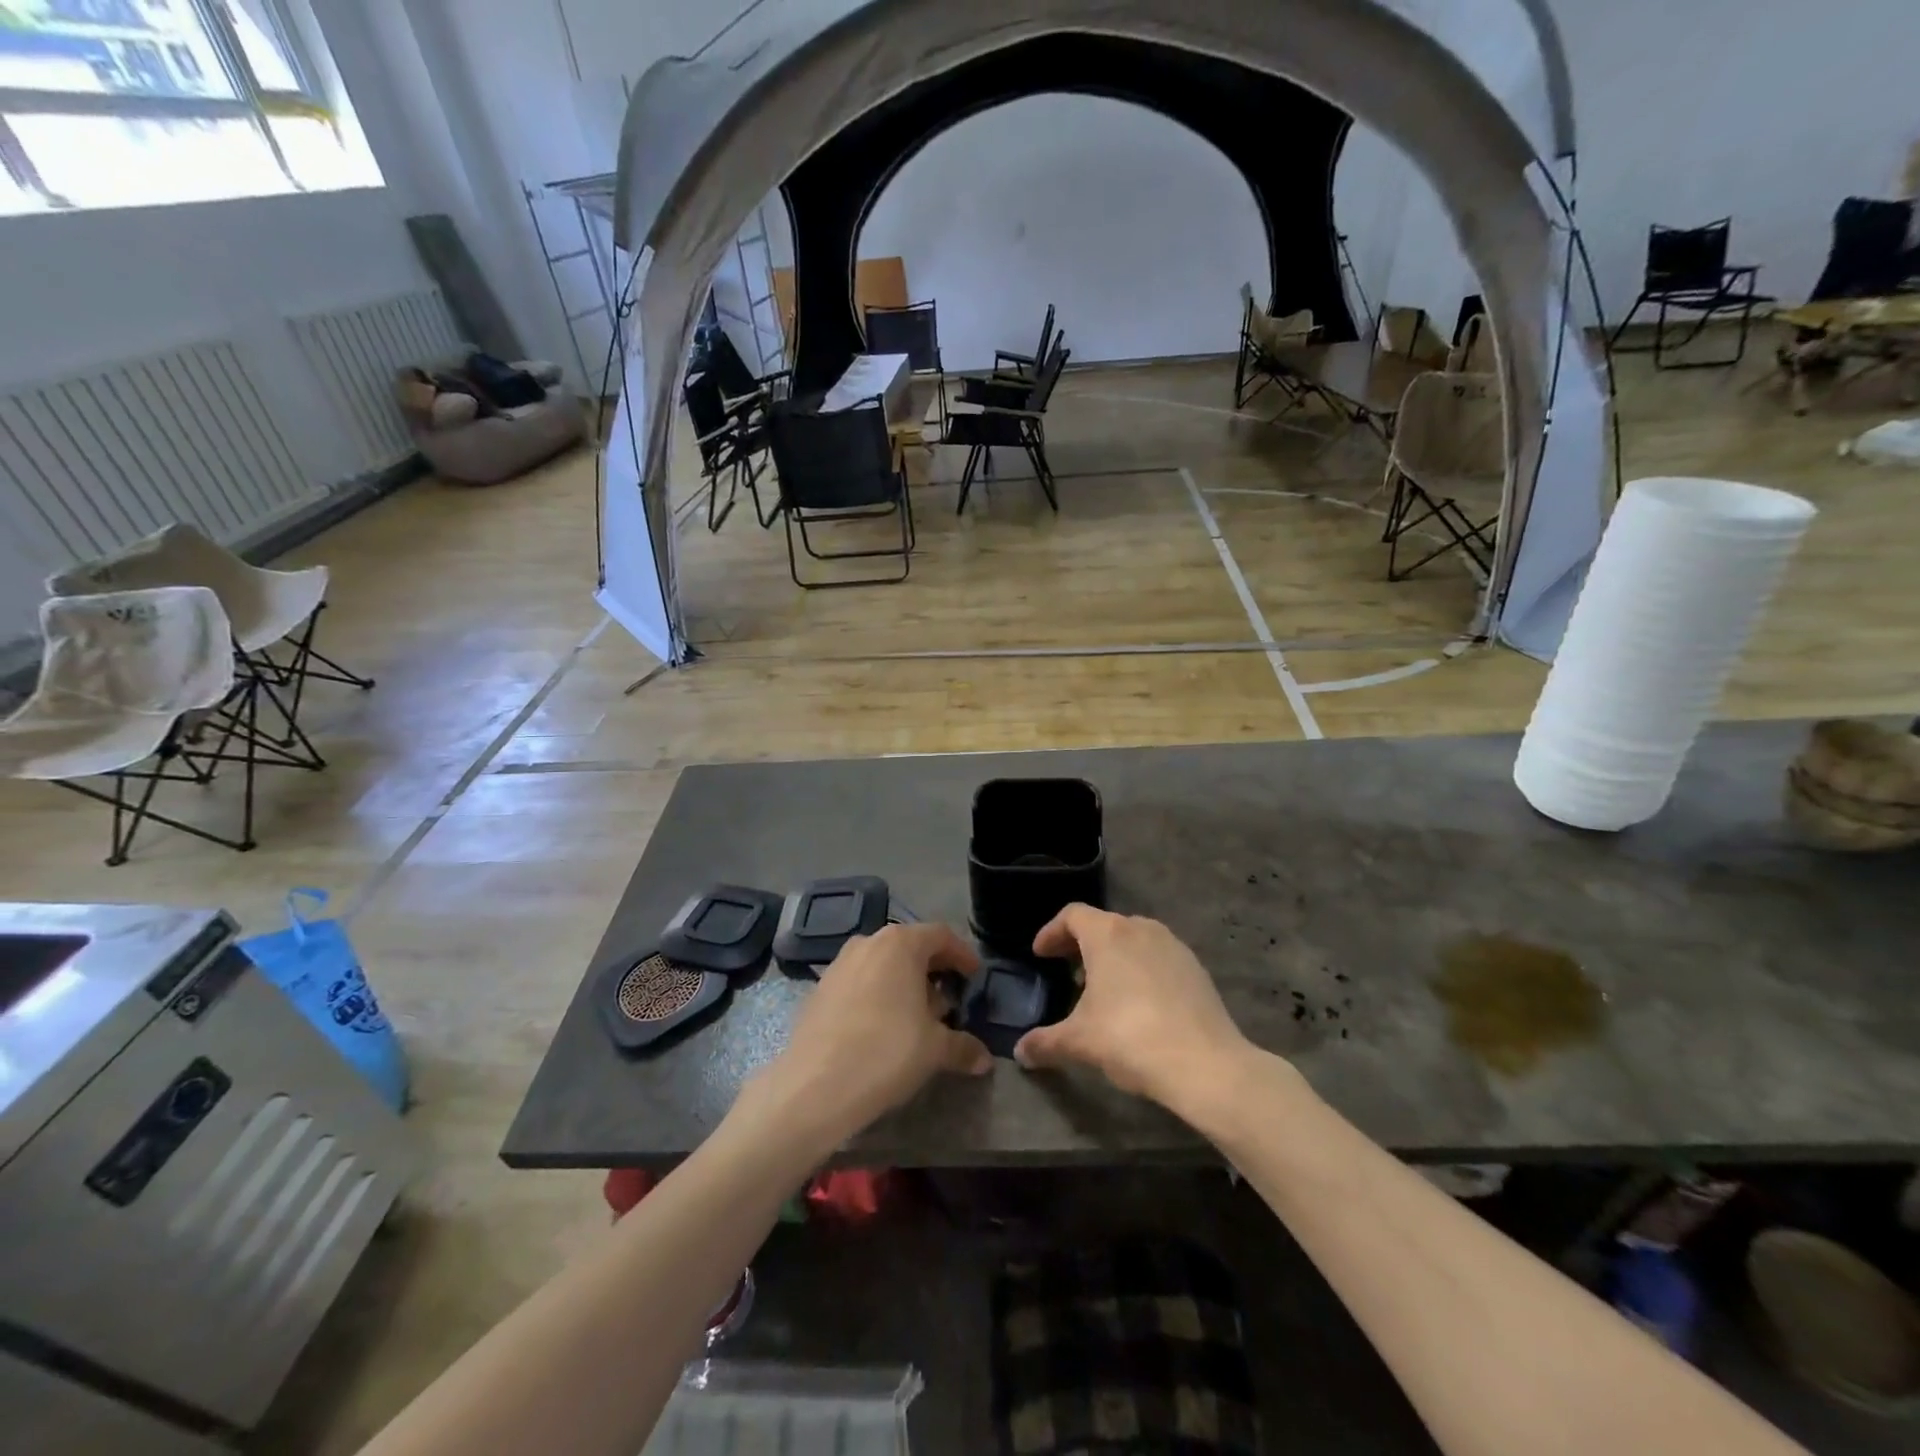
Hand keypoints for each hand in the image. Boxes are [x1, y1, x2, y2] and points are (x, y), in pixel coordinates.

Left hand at [743, 924, 990, 1151]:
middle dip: (933, 971)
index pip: (941, 936)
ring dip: (904, 984)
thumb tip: (984, 1059)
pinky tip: (883, 1028)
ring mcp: (839, 964)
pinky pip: (860, 981)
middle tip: (950, 1001)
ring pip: (883, 964)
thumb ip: (963, 1046)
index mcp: (900, 943)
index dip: (962, 954)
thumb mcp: (934, 1050)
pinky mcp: (820, 989)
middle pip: (910, 947)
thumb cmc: (885, 1053)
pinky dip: (878, 995)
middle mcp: (868, 942)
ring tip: (918, 1018)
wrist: (813, 1087)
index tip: (974, 977)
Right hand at [1014, 905, 1252, 1114]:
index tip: (1040, 954)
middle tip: (1065, 970)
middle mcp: (1140, 928)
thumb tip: (1020, 1052)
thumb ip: (1045, 1043)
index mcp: (1107, 934)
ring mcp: (1172, 945)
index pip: (1072, 915)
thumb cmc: (1130, 1038)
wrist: (1205, 1064)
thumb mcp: (1079, 1042)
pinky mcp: (1195, 967)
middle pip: (1102, 924)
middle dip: (1080, 944)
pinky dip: (1139, 968)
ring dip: (1112, 956)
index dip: (1051, 932)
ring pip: (1132, 939)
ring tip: (1101, 988)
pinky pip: (1157, 957)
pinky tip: (1138, 1002)